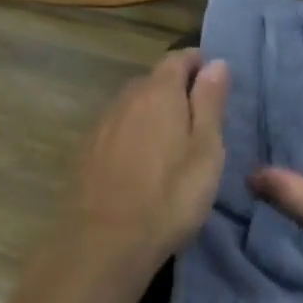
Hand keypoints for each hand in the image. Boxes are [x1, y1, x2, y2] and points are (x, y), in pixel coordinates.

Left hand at [50, 48, 229, 279]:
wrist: (103, 243)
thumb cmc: (169, 197)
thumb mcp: (206, 150)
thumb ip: (210, 103)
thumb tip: (216, 63)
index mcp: (158, 93)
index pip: (179, 59)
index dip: (199, 63)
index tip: (215, 80)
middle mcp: (125, 99)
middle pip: (153, 80)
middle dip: (176, 89)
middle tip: (200, 117)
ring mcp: (101, 126)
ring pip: (133, 105)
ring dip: (153, 113)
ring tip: (172, 141)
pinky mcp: (86, 153)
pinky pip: (117, 129)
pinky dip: (133, 134)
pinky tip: (141, 162)